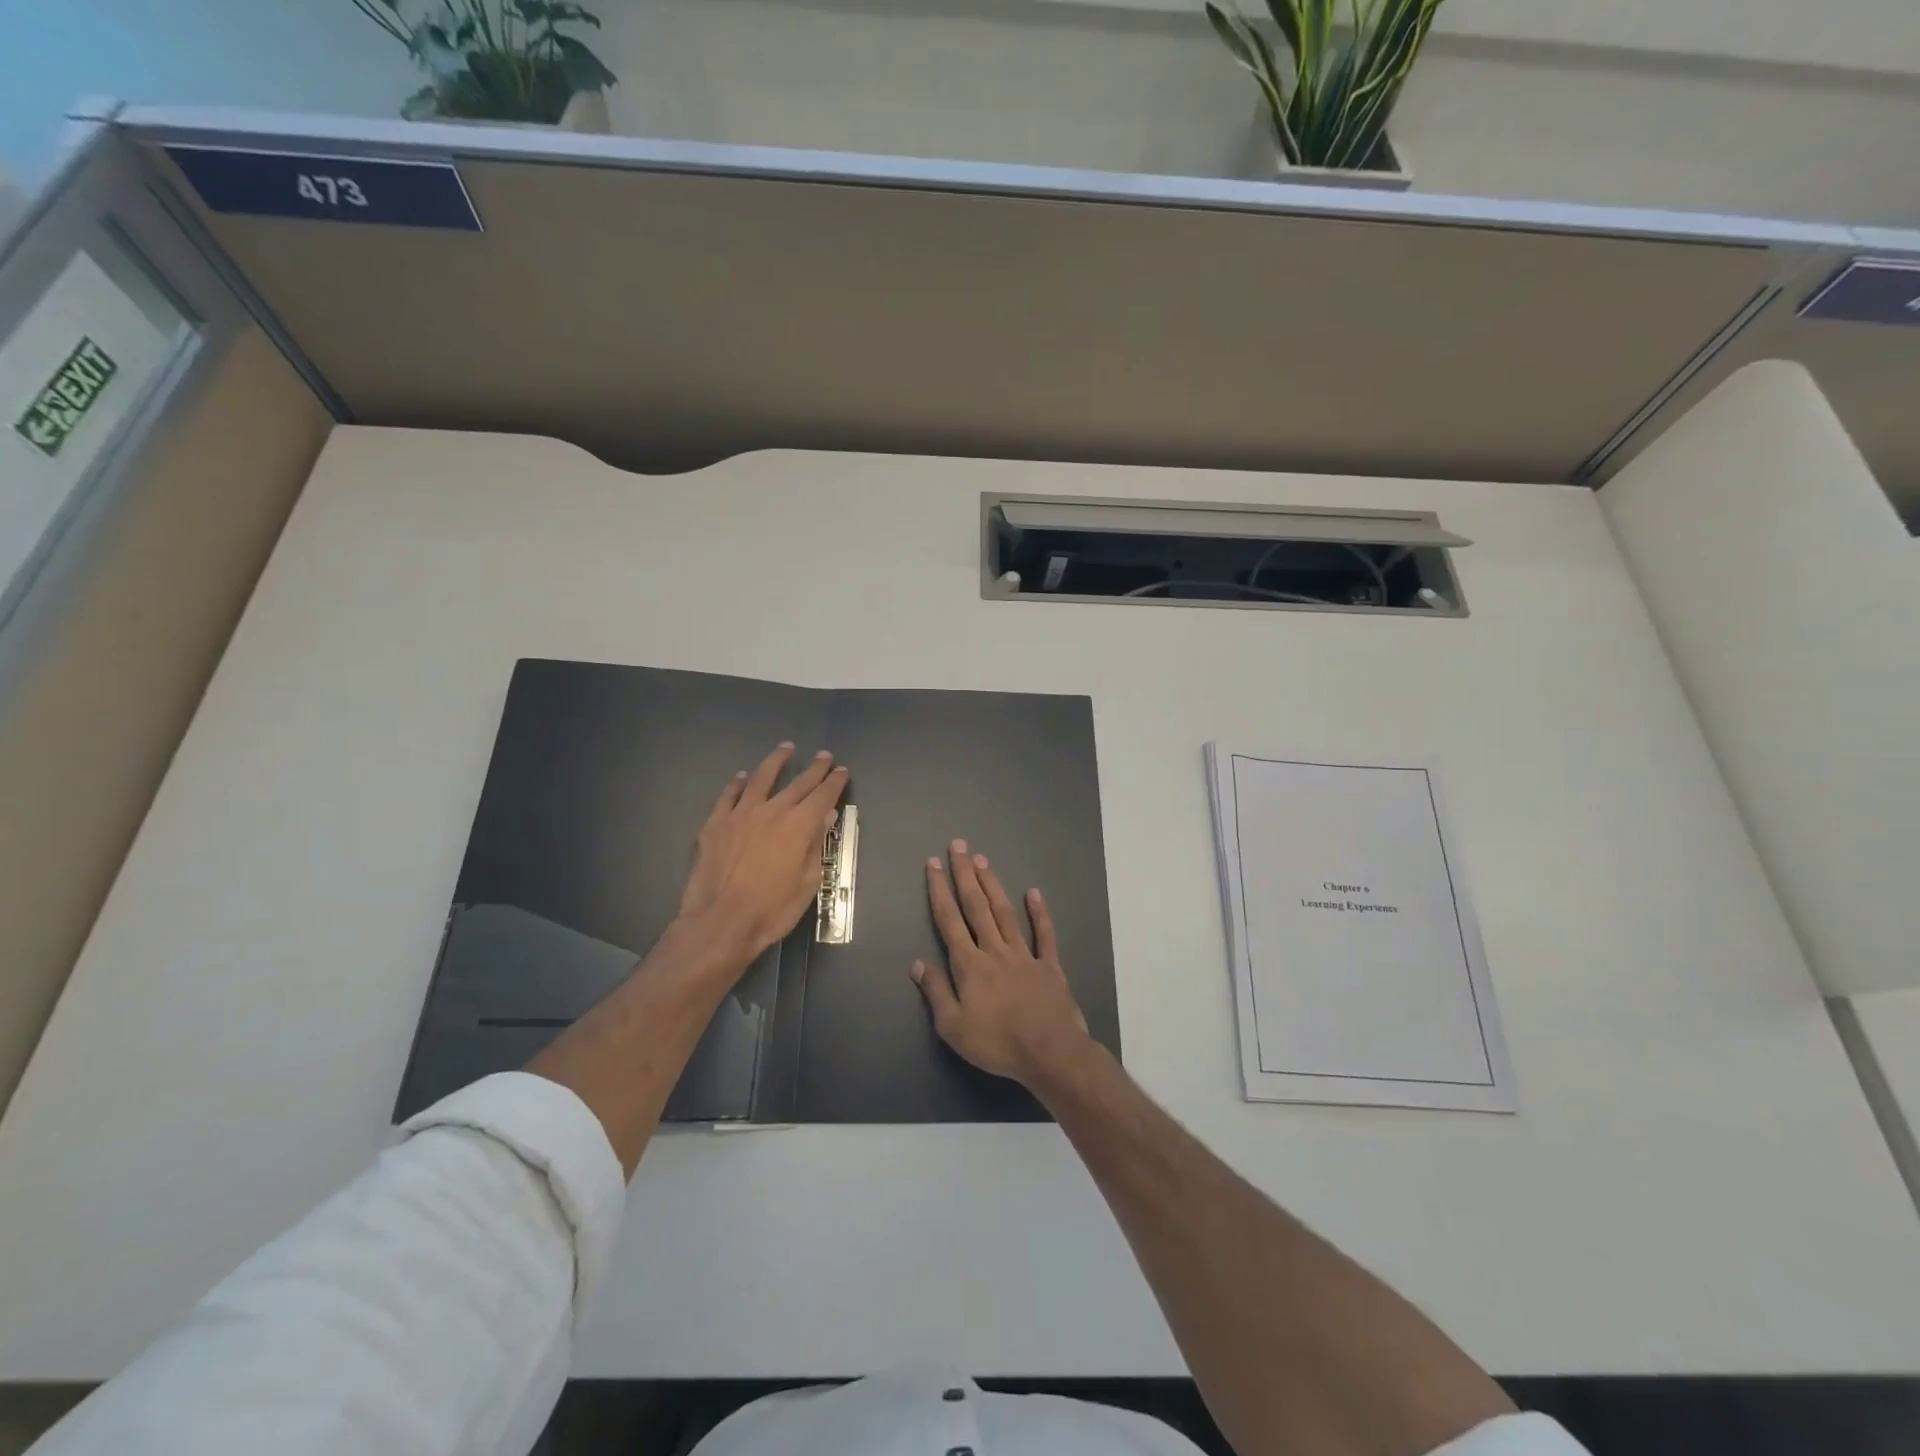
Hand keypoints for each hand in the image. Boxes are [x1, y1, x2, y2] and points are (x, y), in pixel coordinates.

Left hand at [677, 743, 849, 961]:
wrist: (719, 922)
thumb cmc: (772, 910)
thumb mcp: (807, 883)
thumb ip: (816, 845)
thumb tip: (826, 816)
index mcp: (798, 826)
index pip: (823, 795)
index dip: (834, 782)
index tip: (842, 771)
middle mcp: (772, 811)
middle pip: (798, 783)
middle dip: (814, 769)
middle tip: (824, 756)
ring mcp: (740, 813)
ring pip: (761, 778)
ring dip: (776, 761)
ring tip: (786, 748)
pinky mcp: (715, 822)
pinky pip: (729, 794)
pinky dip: (738, 783)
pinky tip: (742, 777)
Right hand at [912, 839, 1091, 1086]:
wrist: (1050, 1052)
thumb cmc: (997, 1043)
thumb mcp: (953, 1027)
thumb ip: (936, 992)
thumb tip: (918, 963)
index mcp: (969, 965)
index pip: (950, 921)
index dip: (940, 891)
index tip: (934, 864)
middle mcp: (995, 950)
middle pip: (976, 906)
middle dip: (965, 875)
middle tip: (959, 846)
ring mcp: (1024, 954)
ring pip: (1005, 912)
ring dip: (993, 884)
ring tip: (983, 860)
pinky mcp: (1049, 965)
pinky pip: (1044, 934)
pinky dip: (1039, 913)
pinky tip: (1034, 893)